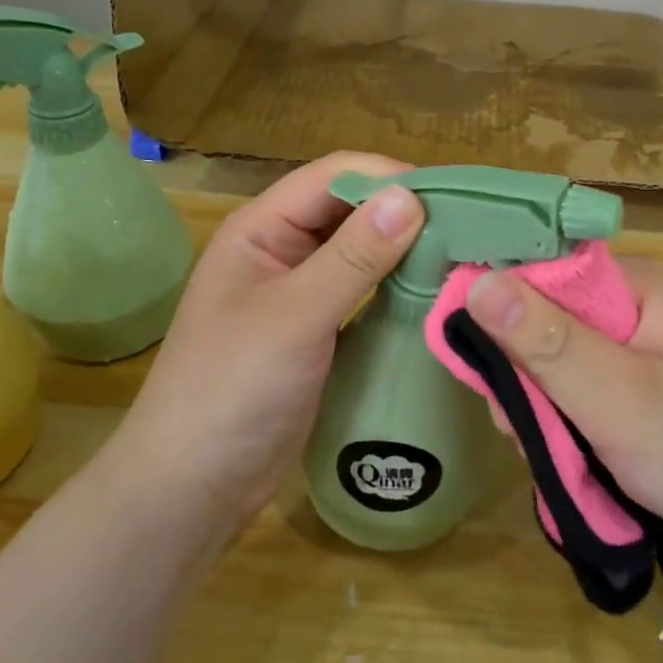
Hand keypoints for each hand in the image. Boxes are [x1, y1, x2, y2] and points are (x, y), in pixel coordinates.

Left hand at [109, 153, 423, 542]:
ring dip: (402, 249)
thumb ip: (353, 256)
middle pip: (349, 209)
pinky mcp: (317, 330)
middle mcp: (281, 250)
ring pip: (359, 250)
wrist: (194, 486)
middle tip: (468, 227)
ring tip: (460, 254)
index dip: (388, 177)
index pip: (333, 176)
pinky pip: (362, 292)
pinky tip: (433, 293)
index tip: (451, 196)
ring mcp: (299, 292)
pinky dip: (395, 286)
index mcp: (261, 228)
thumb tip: (410, 196)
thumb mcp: (295, 316)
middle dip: (401, 212)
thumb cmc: (232, 388)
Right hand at [463, 256, 662, 569]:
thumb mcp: (616, 397)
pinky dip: (565, 421)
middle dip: (524, 376)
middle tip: (521, 429)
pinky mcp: (637, 385)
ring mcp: (636, 347)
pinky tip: (568, 454)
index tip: (484, 371)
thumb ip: (545, 341)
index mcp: (633, 284)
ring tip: (552, 453)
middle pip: (544, 320)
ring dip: (542, 406)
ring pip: (557, 362)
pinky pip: (579, 389)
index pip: (541, 272)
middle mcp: (632, 304)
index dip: (501, 313)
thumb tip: (475, 282)